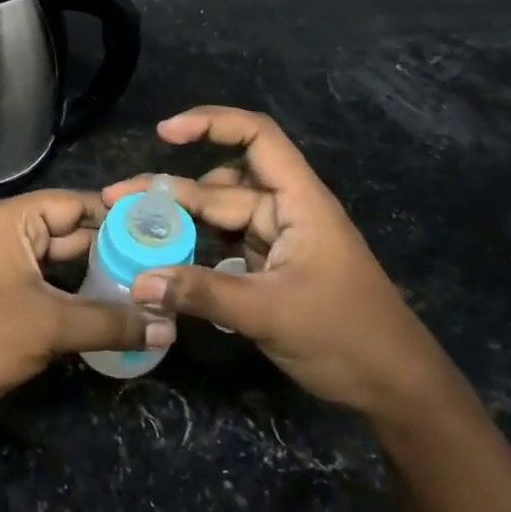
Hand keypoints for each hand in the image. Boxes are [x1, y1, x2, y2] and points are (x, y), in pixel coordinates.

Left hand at [0, 189, 152, 423]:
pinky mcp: (2, 296)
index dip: (121, 216)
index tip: (165, 231)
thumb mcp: (51, 325)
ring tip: (149, 290)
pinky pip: (48, 287)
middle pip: (72, 233)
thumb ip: (111, 322)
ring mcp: (3, 265)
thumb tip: (167, 328)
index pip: (78, 203)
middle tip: (165, 266)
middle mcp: (8, 233)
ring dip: (98, 278)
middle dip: (115, 251)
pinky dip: (77, 297)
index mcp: (14, 219)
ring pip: (61, 264)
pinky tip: (113, 313)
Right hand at [103, 107, 446, 417]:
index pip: (257, 137)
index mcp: (299, 201)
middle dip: (169, 192)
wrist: (396, 388)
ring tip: (131, 234)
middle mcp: (286, 212)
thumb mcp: (269, 311)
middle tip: (115, 202)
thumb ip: (202, 293)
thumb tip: (139, 282)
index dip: (211, 124)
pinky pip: (225, 250)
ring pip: (219, 220)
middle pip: (221, 188)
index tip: (164, 134)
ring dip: (179, 225)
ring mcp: (279, 243)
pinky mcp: (272, 271)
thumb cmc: (345, 336)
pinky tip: (164, 267)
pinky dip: (195, 254)